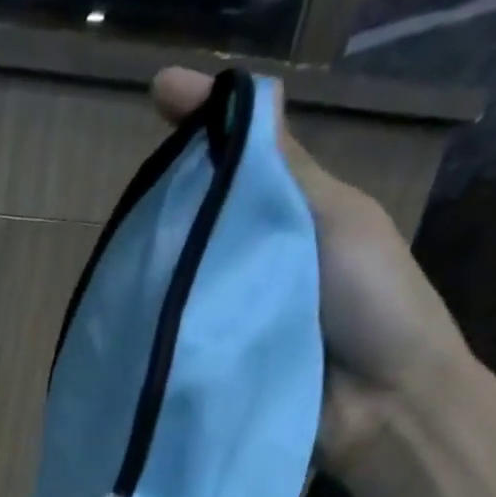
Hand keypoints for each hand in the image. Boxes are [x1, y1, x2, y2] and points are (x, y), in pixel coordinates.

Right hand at [151, 67, 477, 474]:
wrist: (384, 407)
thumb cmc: (373, 302)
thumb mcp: (334, 218)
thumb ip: (282, 167)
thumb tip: (245, 88)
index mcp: (291, 216)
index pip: (236, 160)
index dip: (200, 126)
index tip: (155, 94)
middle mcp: (259, 258)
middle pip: (203, 219)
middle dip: (165, 204)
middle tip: (122, 197)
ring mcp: (237, 311)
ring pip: (187, 275)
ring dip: (155, 266)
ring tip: (111, 253)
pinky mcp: (219, 357)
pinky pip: (182, 329)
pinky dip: (159, 320)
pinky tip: (124, 309)